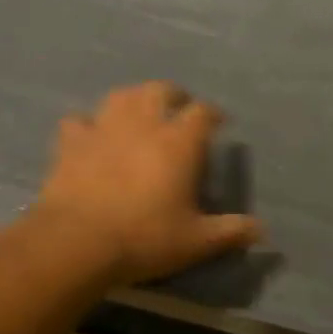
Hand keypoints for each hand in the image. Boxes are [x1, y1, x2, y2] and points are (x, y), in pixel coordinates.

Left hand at [30, 82, 261, 285]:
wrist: (76, 243)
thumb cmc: (145, 238)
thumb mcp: (197, 241)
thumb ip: (231, 231)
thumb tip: (262, 231)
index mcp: (179, 142)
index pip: (203, 112)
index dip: (213, 114)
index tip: (219, 123)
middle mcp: (143, 124)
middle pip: (160, 90)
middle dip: (174, 95)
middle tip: (180, 108)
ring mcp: (103, 129)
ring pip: (121, 96)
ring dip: (134, 99)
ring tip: (140, 113)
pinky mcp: (70, 144)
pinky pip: (79, 121)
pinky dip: (88, 124)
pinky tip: (92, 136)